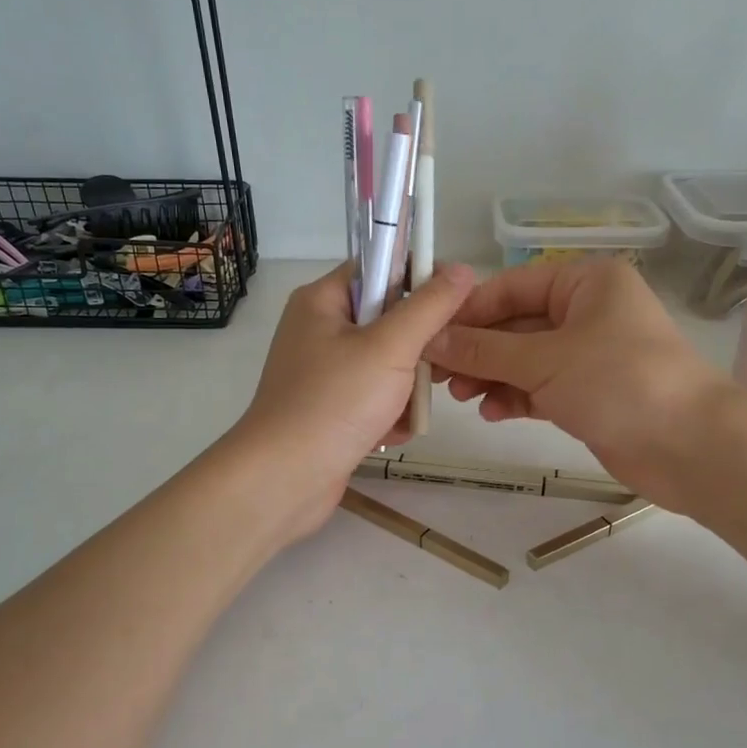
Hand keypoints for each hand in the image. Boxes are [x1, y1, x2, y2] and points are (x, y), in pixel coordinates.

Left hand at [229, 261, 475, 542]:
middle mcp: (319, 330)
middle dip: (416, 349)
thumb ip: (430, 307)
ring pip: (387, 364)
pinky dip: (388, 415)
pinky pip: (374, 398)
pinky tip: (390, 434)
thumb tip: (462, 269)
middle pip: (388, 320)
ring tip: (407, 411)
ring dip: (406, 389)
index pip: (380, 267)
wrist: (284, 480)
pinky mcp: (330, 409)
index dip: (419, 280)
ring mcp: (323, 373)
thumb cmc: (335, 402)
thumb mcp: (390, 347)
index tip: (453, 307)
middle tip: (432, 369)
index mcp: (322, 301)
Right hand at [424, 258, 734, 508]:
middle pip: (516, 325)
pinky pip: (540, 388)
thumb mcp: (545, 360)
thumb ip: (485, 350)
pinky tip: (492, 413)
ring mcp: (589, 355)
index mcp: (585, 283)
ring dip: (492, 376)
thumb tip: (431, 339)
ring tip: (460, 396)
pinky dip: (516, 397)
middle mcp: (587, 312)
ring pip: (525, 359)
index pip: (511, 287)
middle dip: (477, 350)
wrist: (690, 447)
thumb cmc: (619, 383)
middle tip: (437, 375)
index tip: (428, 335)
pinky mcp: (589, 394)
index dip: (469, 311)